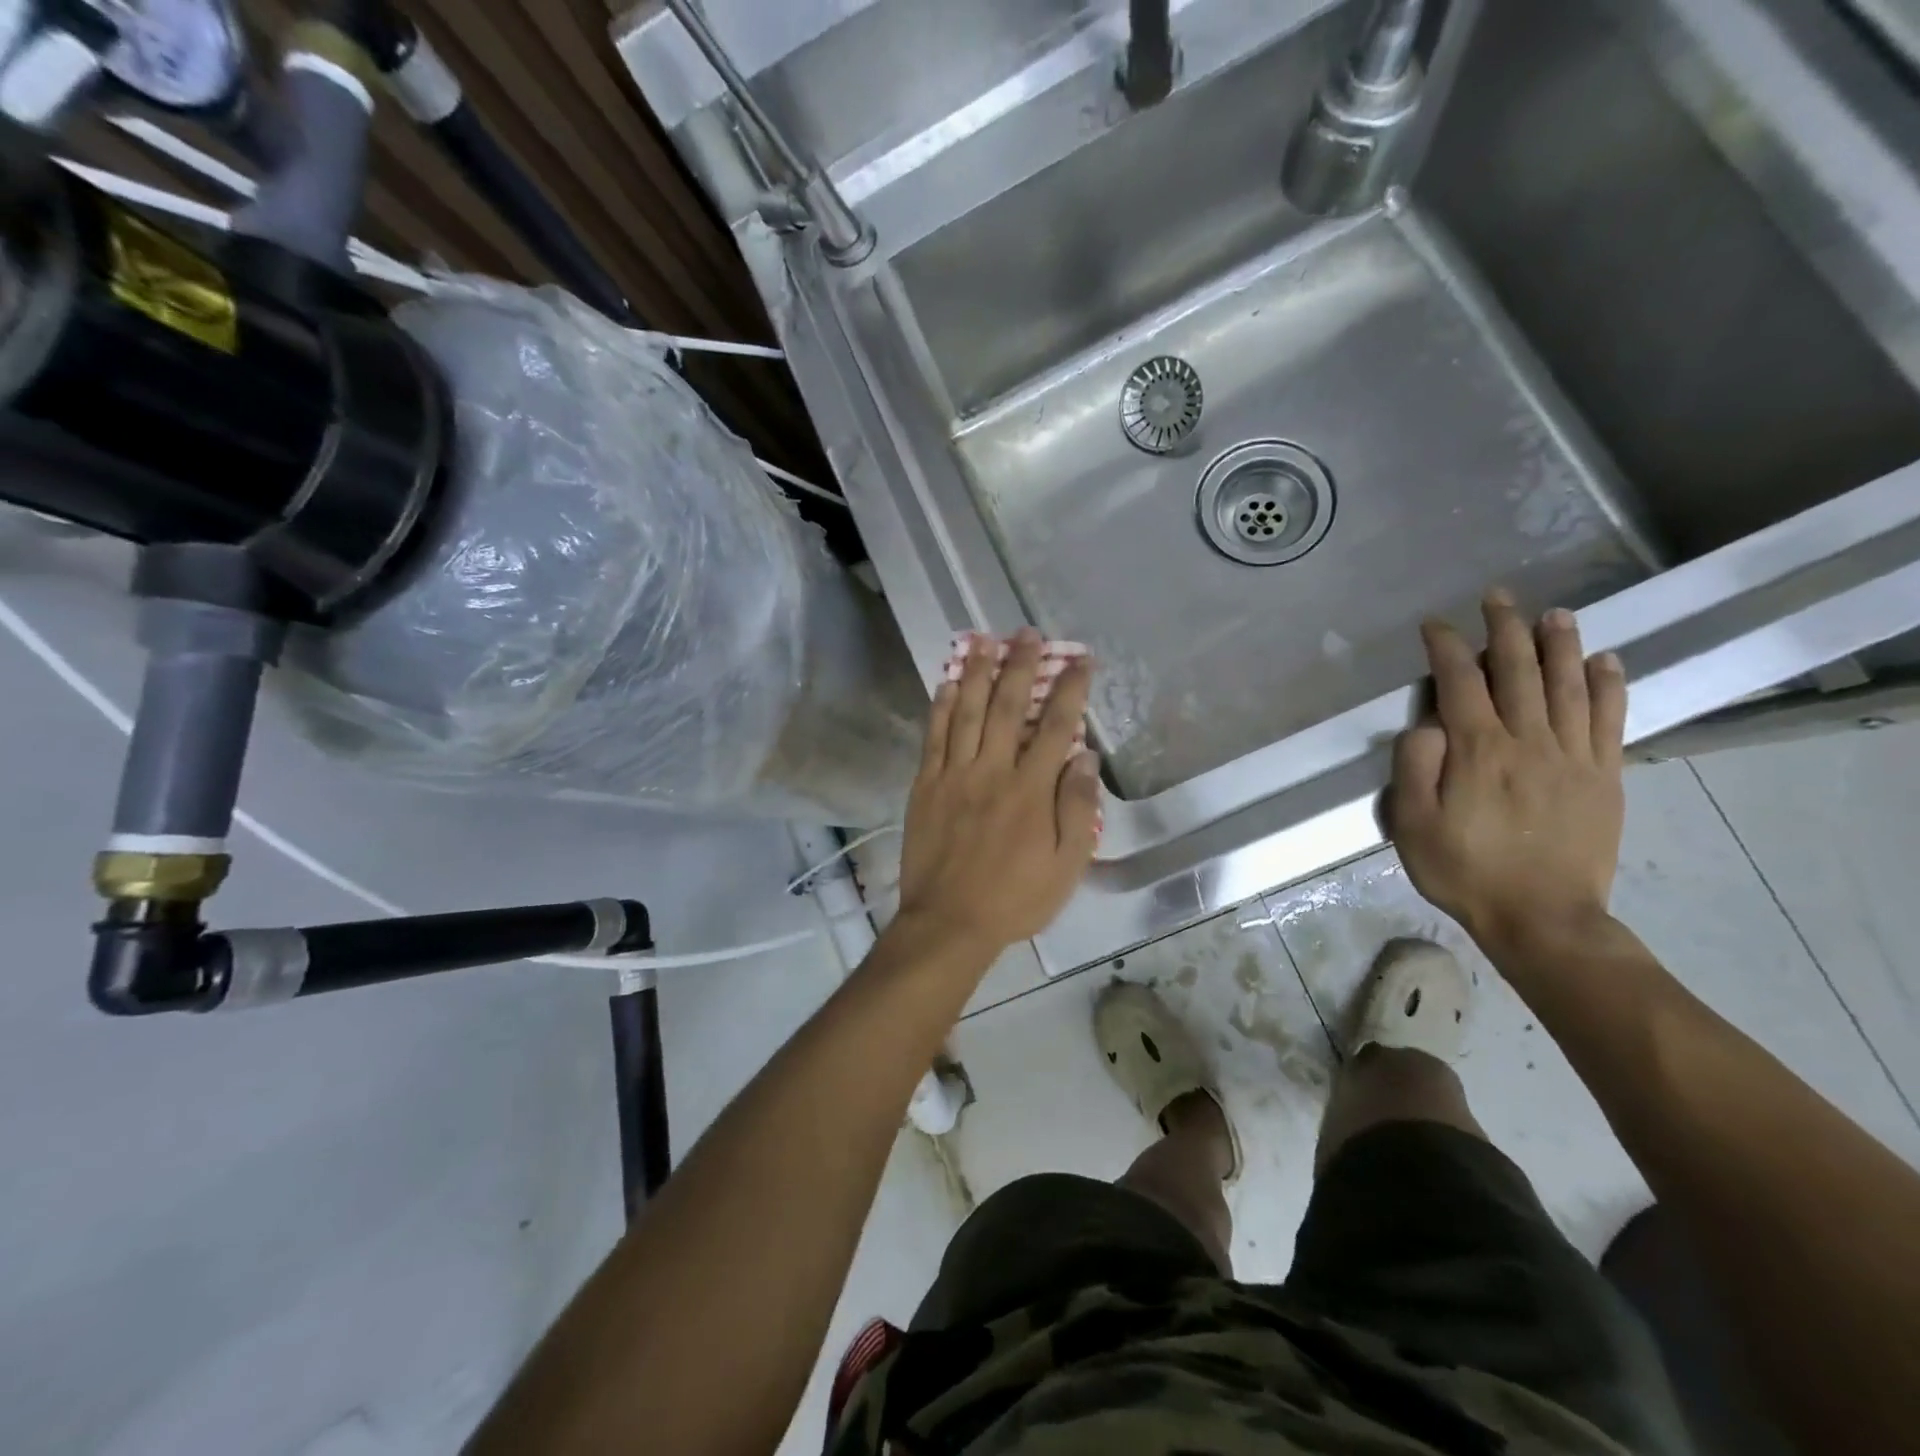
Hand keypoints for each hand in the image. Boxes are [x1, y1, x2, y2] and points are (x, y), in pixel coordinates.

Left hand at [894, 629, 1101, 957]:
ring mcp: (954, 775)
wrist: (949, 922)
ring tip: (983, 640)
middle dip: (1020, 666)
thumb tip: (1084, 756)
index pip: (1055, 726)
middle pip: (1006, 706)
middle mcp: (992, 771)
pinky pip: (933, 738)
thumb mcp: (1066, 865)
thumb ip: (1077, 808)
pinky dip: (939, 708)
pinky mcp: (926, 786)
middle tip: (1027, 634)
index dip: (1069, 689)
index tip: (1080, 660)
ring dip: (975, 673)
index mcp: (1031, 789)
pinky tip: (944, 683)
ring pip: (965, 712)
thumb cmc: (1016, 898)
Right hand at [1388, 590, 1628, 952]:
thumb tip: (1426, 724)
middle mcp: (1528, 741)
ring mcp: (1573, 756)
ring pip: (1568, 685)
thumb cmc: (1464, 871)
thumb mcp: (1412, 824)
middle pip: (1518, 671)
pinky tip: (1605, 660)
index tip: (1435, 625)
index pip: (1460, 682)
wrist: (1543, 918)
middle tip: (1498, 597)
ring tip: (1553, 613)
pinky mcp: (1604, 775)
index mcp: (1478, 751)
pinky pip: (1609, 719)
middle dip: (1505, 629)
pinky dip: (1609, 685)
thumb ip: (1414, 767)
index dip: (1447, 648)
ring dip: (1559, 644)